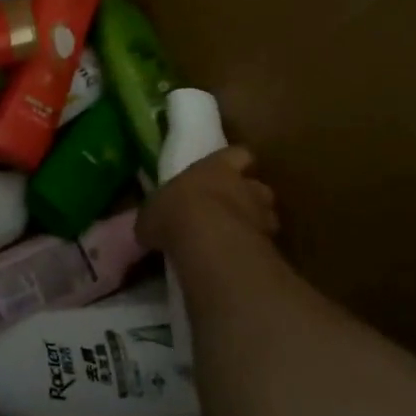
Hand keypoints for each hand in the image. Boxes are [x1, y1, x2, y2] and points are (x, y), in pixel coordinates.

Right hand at [138, 146, 277, 259]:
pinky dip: (254, 251)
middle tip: (230, 211)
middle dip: (248, 197)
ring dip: (255, 224)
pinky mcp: (269, 244)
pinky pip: (265, 245)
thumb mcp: (150, 214)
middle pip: (258, 186)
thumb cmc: (174, 213)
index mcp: (216, 167)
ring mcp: (262, 215)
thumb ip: (156, 217)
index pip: (237, 154)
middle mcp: (245, 186)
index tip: (226, 173)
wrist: (206, 241)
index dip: (233, 163)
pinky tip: (238, 260)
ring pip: (268, 216)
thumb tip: (147, 229)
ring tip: (235, 239)